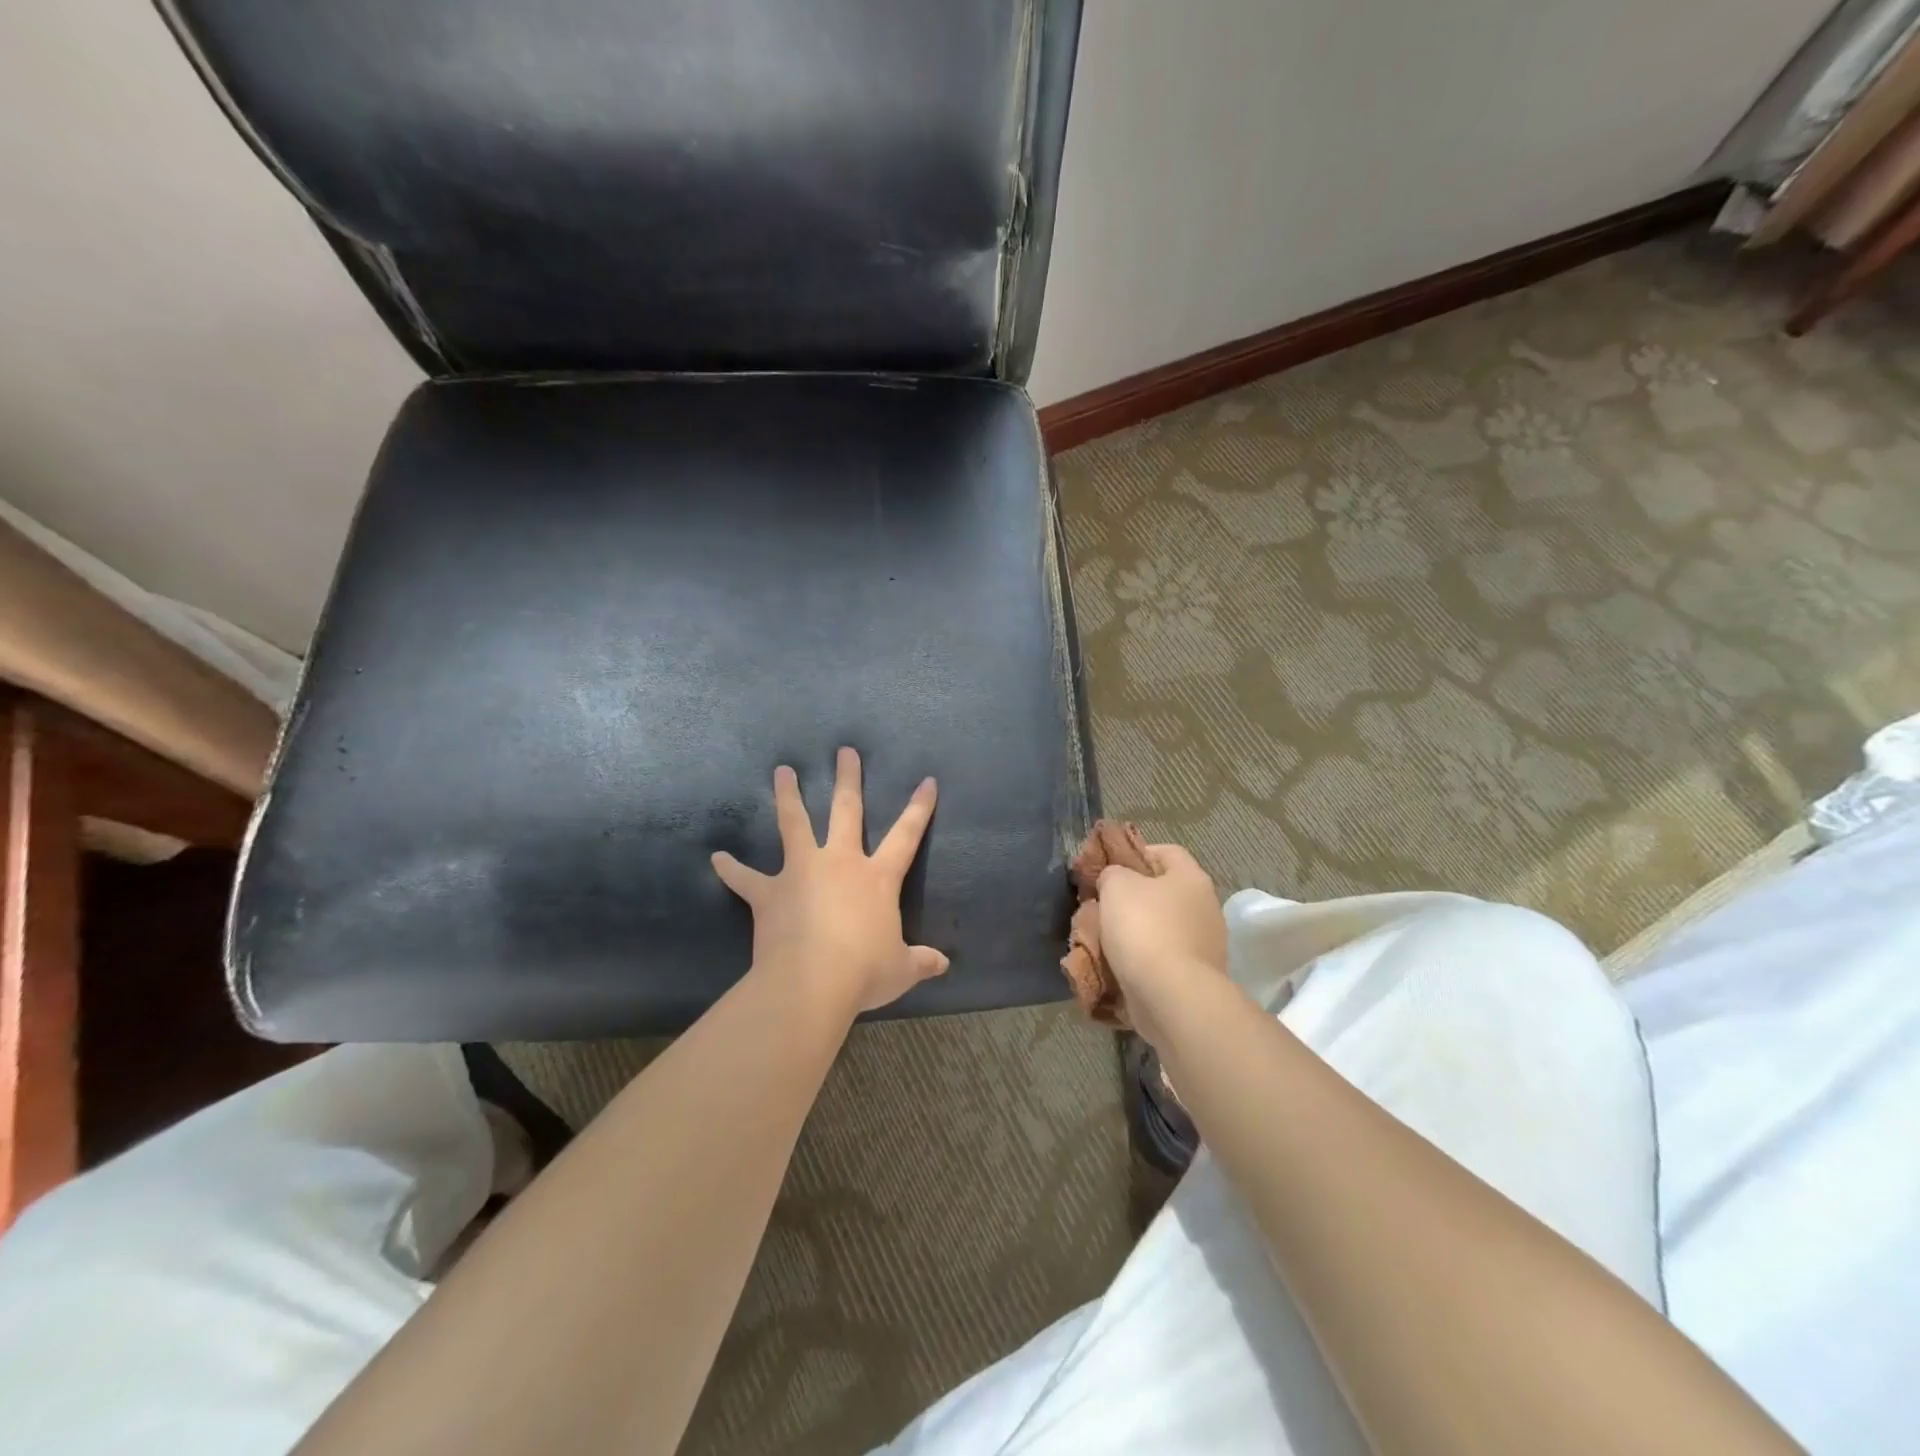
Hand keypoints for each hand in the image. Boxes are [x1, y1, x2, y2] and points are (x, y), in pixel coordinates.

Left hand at [712, 747, 947, 1015]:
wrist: (812, 984)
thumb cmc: (864, 973)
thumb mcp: (901, 969)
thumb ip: (921, 961)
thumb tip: (944, 964)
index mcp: (877, 879)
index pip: (906, 835)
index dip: (919, 808)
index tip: (927, 781)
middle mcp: (840, 863)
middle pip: (846, 811)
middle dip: (848, 779)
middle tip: (844, 751)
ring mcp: (801, 872)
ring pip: (794, 824)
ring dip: (788, 796)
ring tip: (781, 772)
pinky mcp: (769, 893)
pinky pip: (745, 878)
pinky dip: (731, 868)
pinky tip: (716, 858)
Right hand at [1097, 844, 1226, 1045]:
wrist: (1172, 996)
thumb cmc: (1144, 928)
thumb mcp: (1116, 885)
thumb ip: (1112, 873)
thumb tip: (1115, 879)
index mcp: (1192, 878)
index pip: (1166, 851)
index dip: (1136, 853)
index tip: (1108, 867)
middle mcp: (1206, 907)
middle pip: (1164, 892)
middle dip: (1133, 897)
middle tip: (1101, 904)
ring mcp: (1206, 945)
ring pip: (1162, 927)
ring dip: (1136, 931)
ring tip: (1103, 939)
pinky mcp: (1196, 977)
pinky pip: (1163, 959)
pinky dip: (1143, 960)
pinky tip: (1119, 966)